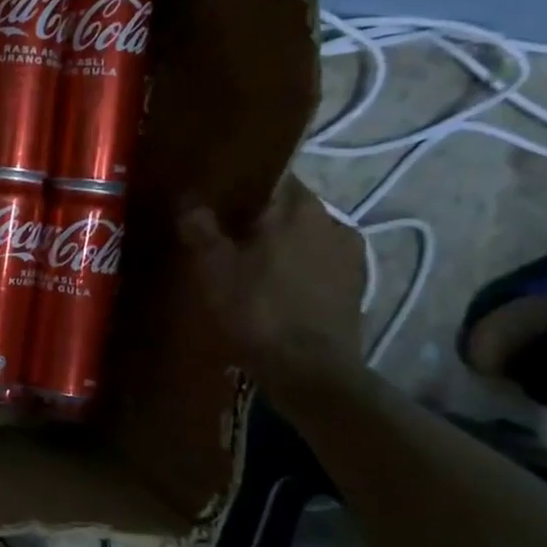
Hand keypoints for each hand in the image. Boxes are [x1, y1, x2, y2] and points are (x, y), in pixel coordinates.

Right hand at [177, 173, 364, 389]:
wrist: (310, 370)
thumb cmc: (258, 310)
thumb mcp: (214, 269)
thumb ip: (201, 229)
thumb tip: (189, 200)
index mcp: (297, 207)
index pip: (272, 176)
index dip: (244, 183)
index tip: (220, 196)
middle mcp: (331, 220)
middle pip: (291, 206)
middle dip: (262, 216)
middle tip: (229, 233)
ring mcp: (350, 253)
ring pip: (307, 235)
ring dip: (284, 242)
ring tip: (253, 262)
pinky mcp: (357, 285)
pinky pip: (321, 262)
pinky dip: (300, 267)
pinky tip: (279, 287)